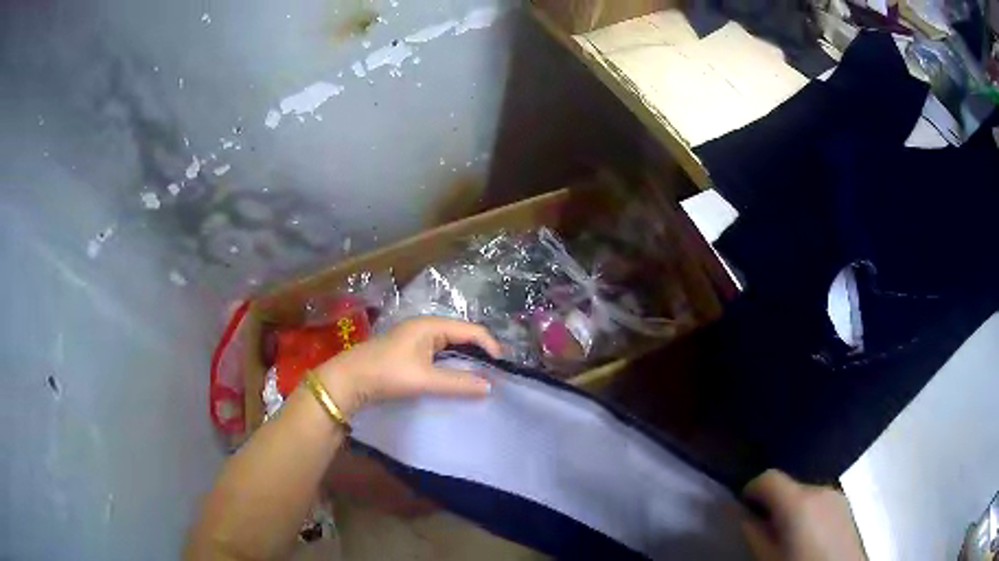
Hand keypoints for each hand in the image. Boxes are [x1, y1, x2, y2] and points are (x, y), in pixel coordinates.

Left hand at [316, 317, 502, 417]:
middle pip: (462, 335)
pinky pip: (439, 353)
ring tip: (481, 376)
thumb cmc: (387, 373)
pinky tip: (456, 377)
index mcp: (431, 325)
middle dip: (480, 352)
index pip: (471, 330)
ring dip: (466, 359)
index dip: (490, 346)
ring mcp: (416, 338)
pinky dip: (452, 364)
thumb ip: (457, 382)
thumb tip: (488, 386)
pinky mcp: (409, 351)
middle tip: (496, 373)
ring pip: (450, 345)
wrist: (349, 380)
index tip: (502, 368)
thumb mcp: (424, 379)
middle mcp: (425, 327)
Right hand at [741, 470, 866, 560]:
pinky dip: (808, 512)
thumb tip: (739, 512)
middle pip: (789, 486)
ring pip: (805, 494)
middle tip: (763, 530)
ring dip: (791, 508)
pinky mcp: (846, 505)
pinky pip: (820, 501)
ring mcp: (837, 495)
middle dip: (772, 503)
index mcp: (798, 501)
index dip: (751, 489)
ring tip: (787, 537)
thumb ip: (753, 533)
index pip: (769, 477)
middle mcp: (820, 489)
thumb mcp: (768, 558)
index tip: (742, 508)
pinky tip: (808, 537)